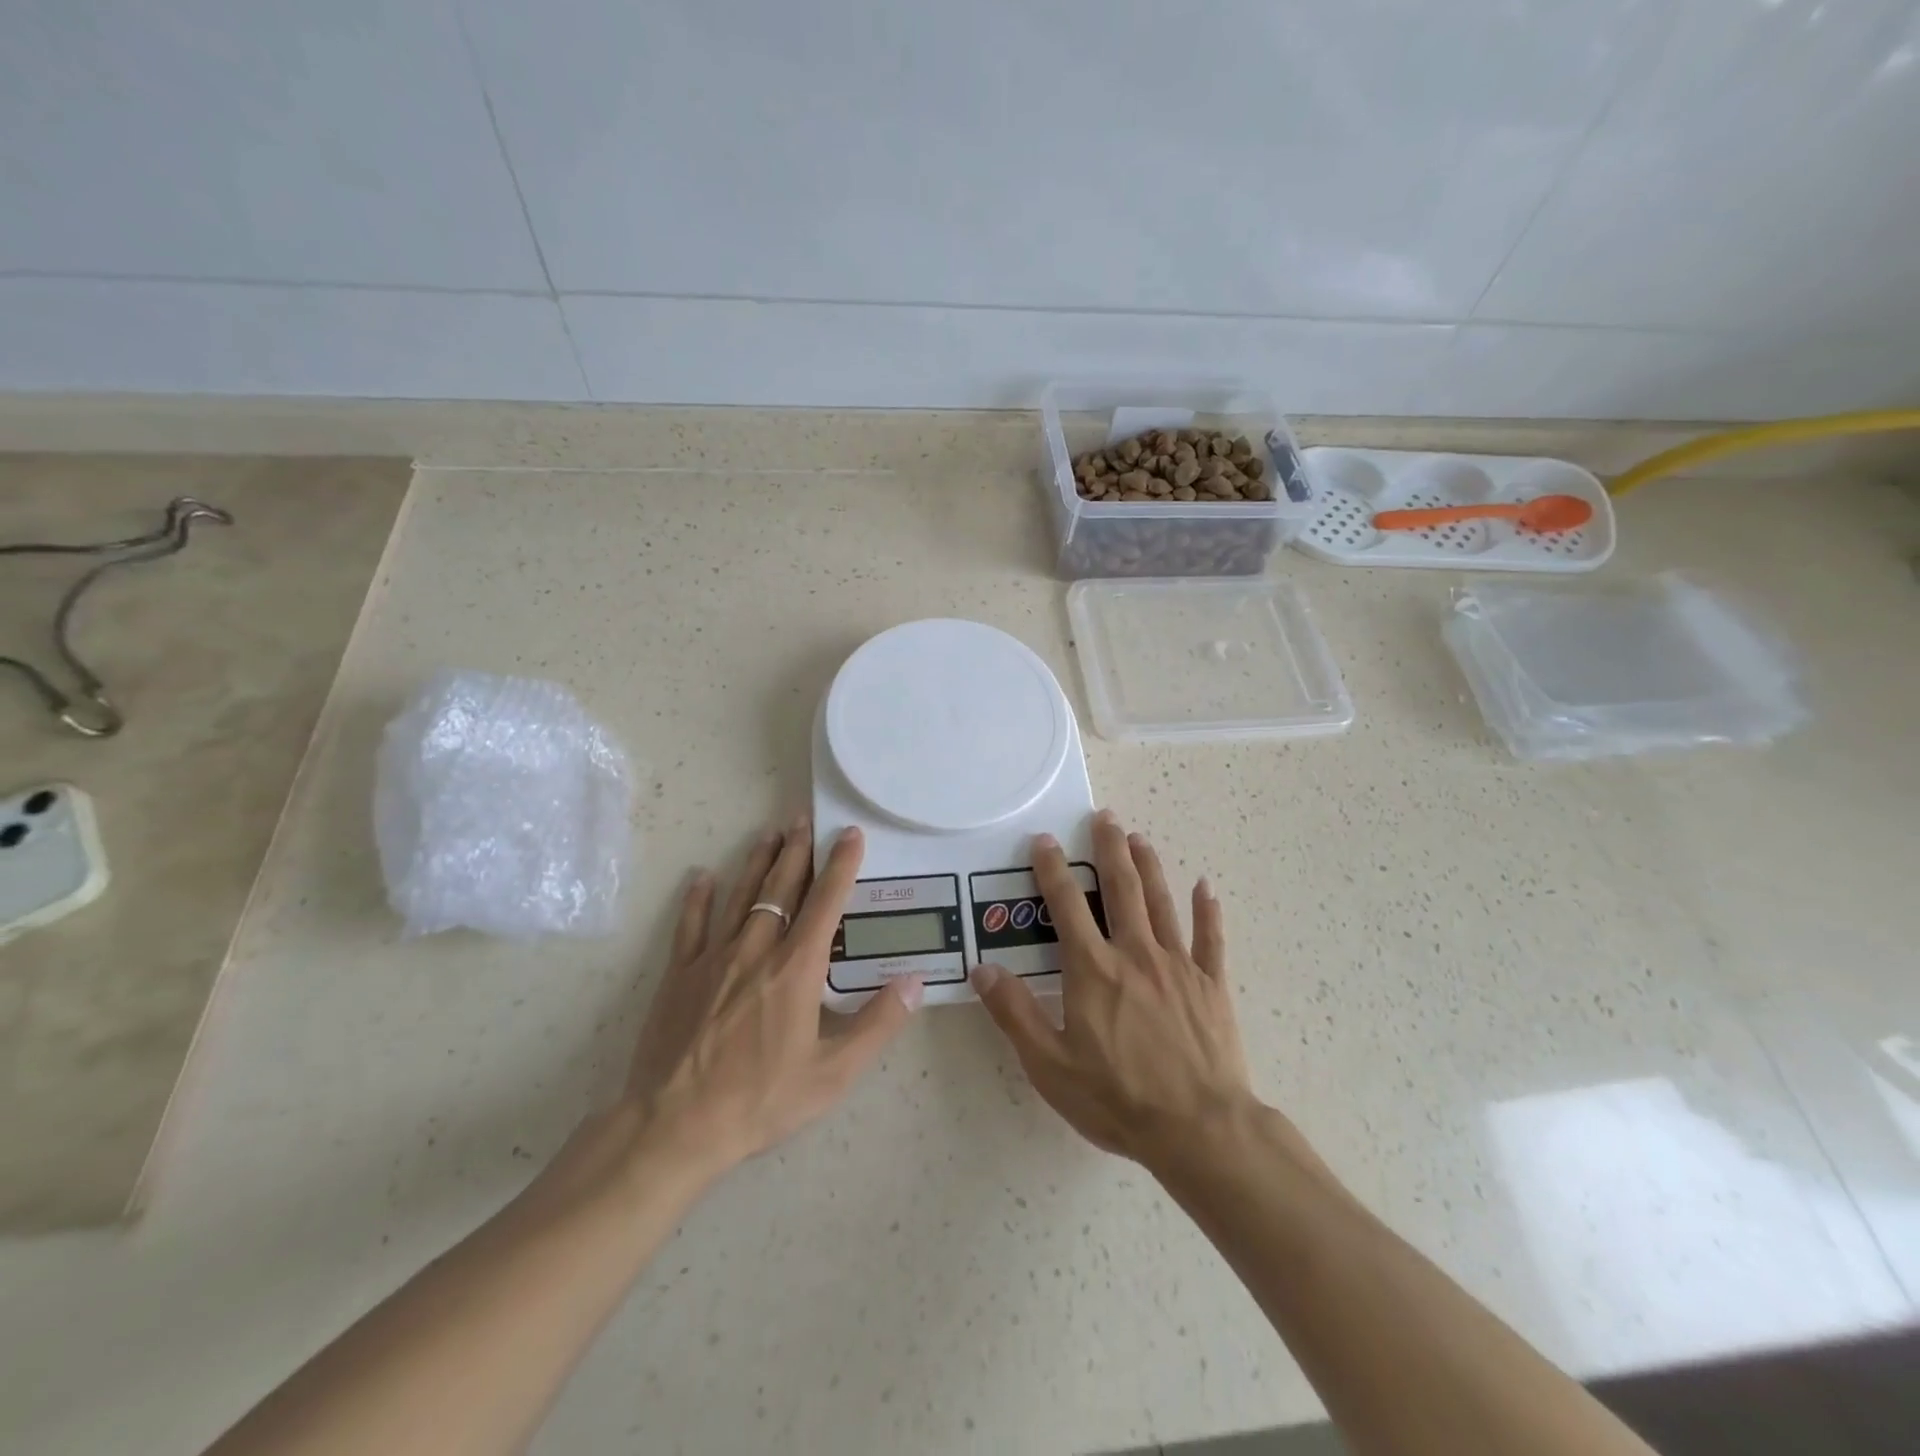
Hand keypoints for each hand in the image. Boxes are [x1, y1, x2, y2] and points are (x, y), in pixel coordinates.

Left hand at [622, 815, 922, 1173]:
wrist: (673, 1127)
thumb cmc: (760, 1101)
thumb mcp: (832, 1074)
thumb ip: (877, 1024)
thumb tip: (915, 981)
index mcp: (796, 969)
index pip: (825, 903)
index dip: (841, 865)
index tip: (850, 835)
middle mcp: (757, 950)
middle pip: (781, 888)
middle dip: (797, 851)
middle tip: (805, 819)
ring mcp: (713, 958)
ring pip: (740, 896)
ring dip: (757, 862)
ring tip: (770, 833)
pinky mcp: (679, 975)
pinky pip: (690, 925)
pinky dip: (697, 899)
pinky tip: (702, 877)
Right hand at [971, 809, 1249, 1165]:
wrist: (1199, 1129)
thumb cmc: (1117, 1097)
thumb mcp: (1049, 1063)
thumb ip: (1015, 1013)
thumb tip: (983, 969)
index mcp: (1093, 968)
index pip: (1066, 904)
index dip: (1052, 869)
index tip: (1044, 840)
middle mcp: (1135, 953)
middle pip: (1121, 888)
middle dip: (1109, 848)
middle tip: (1105, 817)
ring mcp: (1178, 965)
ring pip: (1161, 902)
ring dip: (1149, 866)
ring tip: (1139, 838)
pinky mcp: (1211, 984)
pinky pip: (1210, 938)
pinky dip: (1207, 910)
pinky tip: (1205, 887)